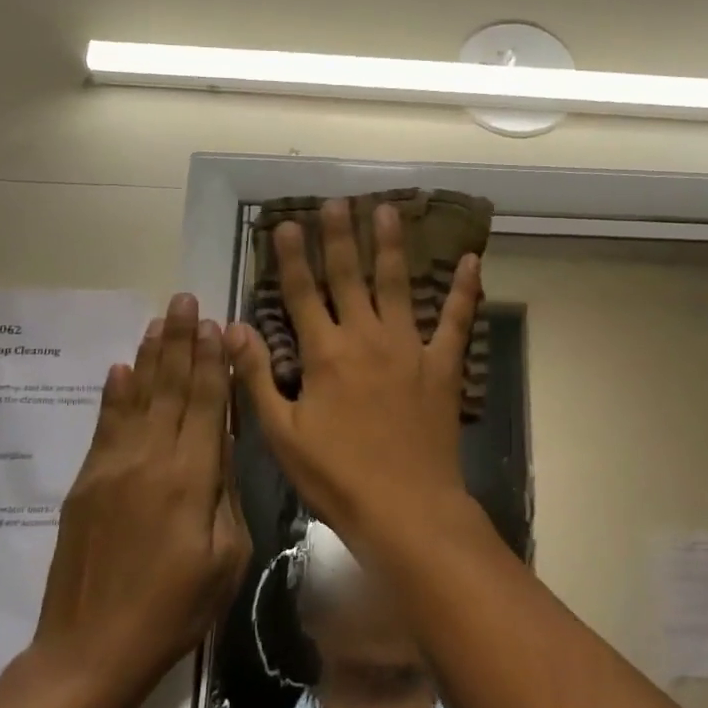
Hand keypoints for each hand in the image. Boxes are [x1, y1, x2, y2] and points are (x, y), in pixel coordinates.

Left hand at [34, 294, 250, 685]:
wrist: (90, 650)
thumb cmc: (175, 610)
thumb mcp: (226, 557)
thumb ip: (226, 493)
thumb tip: (223, 445)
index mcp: (190, 477)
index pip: (207, 403)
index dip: (213, 361)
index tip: (218, 323)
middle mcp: (150, 459)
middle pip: (170, 388)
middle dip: (181, 341)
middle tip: (186, 299)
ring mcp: (111, 467)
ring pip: (136, 397)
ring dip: (150, 356)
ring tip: (160, 320)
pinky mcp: (86, 483)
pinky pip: (105, 425)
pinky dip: (114, 394)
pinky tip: (120, 369)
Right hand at [227, 199, 479, 548]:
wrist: (404, 507)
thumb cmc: (336, 476)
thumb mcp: (283, 434)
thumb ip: (256, 378)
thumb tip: (233, 329)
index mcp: (324, 354)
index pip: (301, 294)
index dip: (291, 257)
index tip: (285, 224)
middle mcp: (366, 338)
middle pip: (349, 277)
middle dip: (339, 236)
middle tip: (336, 201)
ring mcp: (409, 348)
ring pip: (398, 285)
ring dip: (391, 246)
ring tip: (388, 211)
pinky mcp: (443, 365)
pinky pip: (457, 320)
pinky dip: (466, 290)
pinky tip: (473, 261)